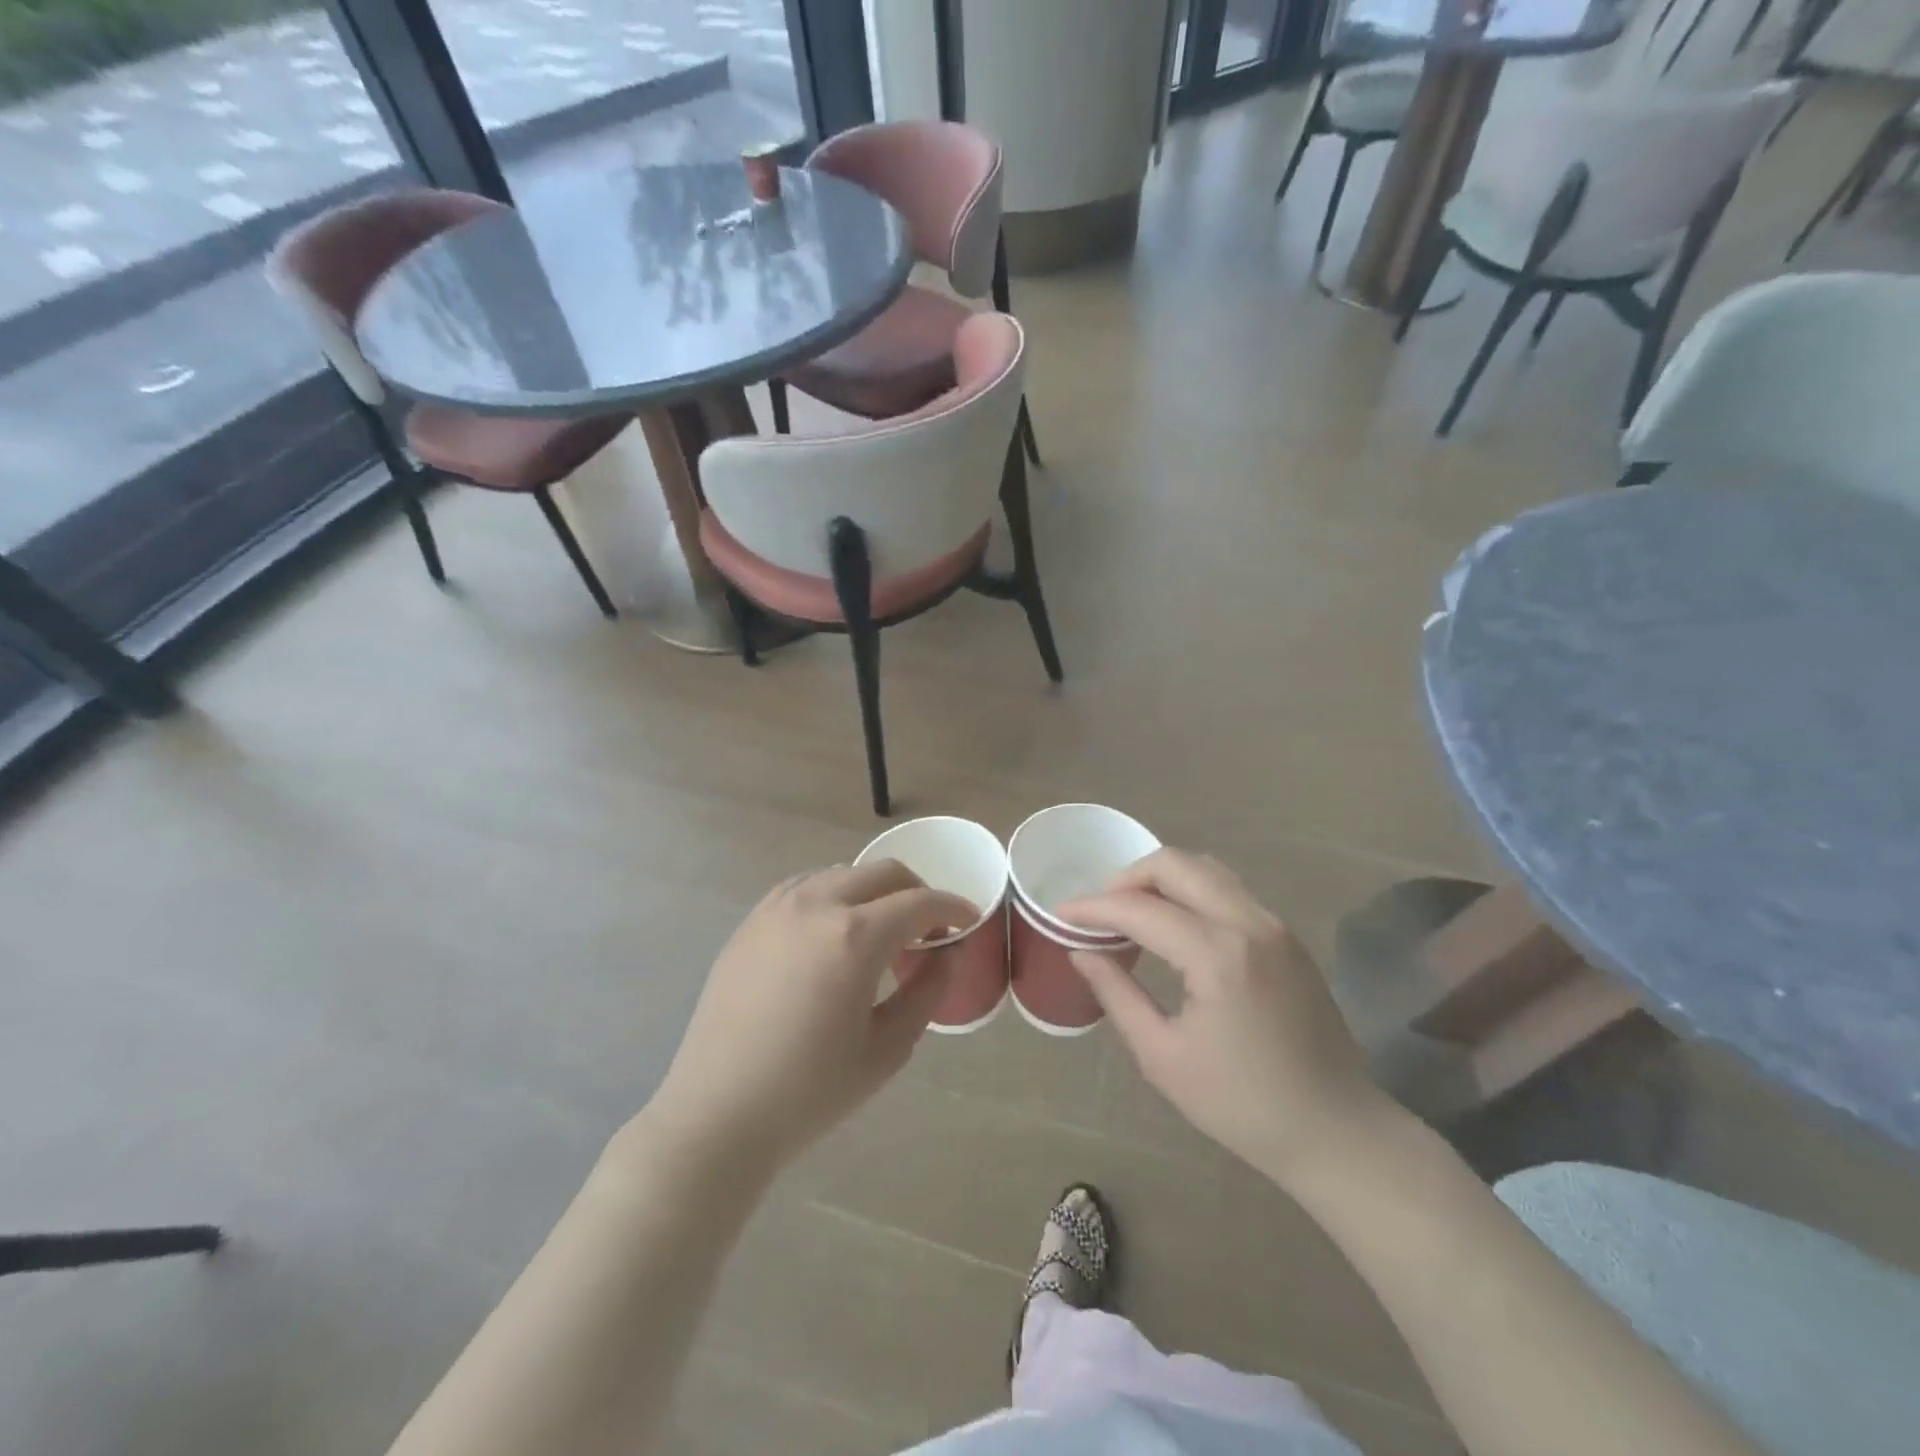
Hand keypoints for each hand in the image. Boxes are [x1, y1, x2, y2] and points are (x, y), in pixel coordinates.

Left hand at [640, 862, 976, 1176]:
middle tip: (929, 928)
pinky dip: (834, 896)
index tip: (969, 921)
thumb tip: (950, 951)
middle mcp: (816, 904)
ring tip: (880, 933)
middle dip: (917, 892)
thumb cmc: (810, 1091)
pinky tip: (834, 934)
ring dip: (874, 892)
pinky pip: (805, 888)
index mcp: (855, 936)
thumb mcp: (887, 1047)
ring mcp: (777, 908)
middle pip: (883, 873)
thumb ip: (928, 990)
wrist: (718, 1114)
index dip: (953, 907)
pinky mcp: (751, 921)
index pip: (920, 902)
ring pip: (842, 873)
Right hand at [1062, 849, 1391, 1185]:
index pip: (1139, 908)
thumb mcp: (1163, 1056)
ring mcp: (1274, 925)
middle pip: (1176, 864)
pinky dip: (1192, 893)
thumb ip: (1117, 994)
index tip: (1060, 914)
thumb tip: (1082, 952)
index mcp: (1217, 955)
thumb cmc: (1242, 1104)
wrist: (1337, 1131)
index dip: (1093, 907)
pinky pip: (1229, 891)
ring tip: (1133, 914)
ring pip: (1206, 870)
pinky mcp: (1287, 937)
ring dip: (1162, 880)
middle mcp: (1249, 923)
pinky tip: (1175, 928)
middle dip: (1128, 878)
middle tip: (1100, 911)